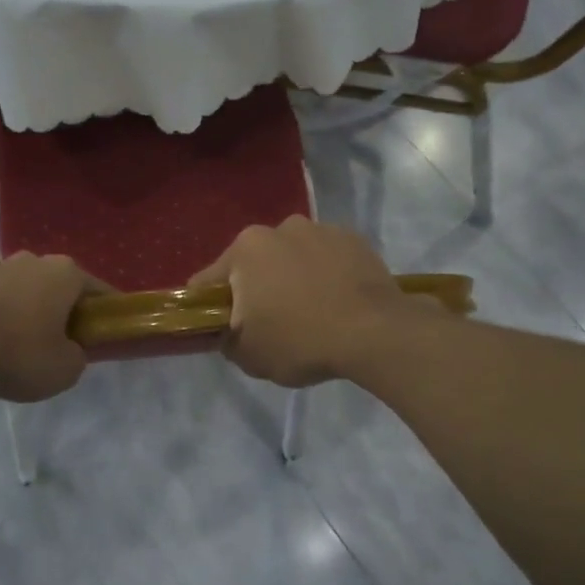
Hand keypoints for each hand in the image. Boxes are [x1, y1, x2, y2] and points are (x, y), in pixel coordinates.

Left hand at [0, 254, 104, 402]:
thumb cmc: (20, 353)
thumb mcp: (66, 369)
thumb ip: (77, 356)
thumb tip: (69, 350)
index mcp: (65, 272)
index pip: (98, 290)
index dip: (105, 313)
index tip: (106, 333)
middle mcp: (33, 260)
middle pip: (59, 286)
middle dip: (64, 309)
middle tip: (65, 342)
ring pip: (25, 291)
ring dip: (30, 311)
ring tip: (25, 345)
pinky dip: (1, 317)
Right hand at [187, 217, 436, 386]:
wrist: (375, 333)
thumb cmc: (301, 341)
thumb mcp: (249, 356)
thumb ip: (226, 340)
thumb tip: (227, 331)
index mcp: (245, 249)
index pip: (209, 281)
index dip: (210, 307)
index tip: (223, 328)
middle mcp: (280, 228)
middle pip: (254, 264)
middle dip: (256, 288)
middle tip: (270, 323)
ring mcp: (321, 230)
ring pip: (292, 257)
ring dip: (292, 277)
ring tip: (311, 312)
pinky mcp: (354, 239)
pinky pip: (327, 259)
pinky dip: (326, 275)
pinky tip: (337, 302)